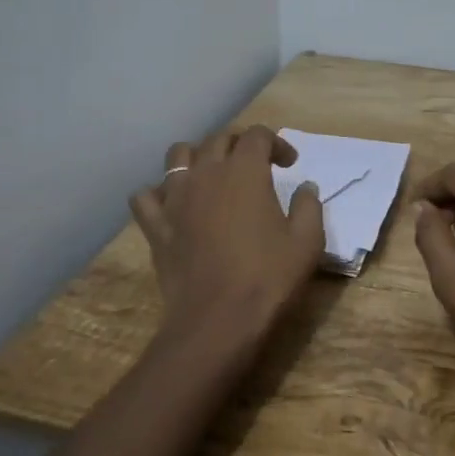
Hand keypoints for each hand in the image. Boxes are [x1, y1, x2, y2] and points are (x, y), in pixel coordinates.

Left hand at [129, 127, 324, 358]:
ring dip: (197, 156)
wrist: (218, 320)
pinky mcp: (156, 226)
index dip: (277, 143)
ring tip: (211, 175)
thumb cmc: (268, 277)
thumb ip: (308, 206)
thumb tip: (305, 187)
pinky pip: (146, 196)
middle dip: (240, 144)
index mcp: (245, 171)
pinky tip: (173, 205)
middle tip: (256, 165)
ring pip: (178, 155)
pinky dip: (158, 194)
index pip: (257, 135)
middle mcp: (207, 173)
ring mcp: (175, 198)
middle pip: (219, 139)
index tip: (290, 165)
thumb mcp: (308, 241)